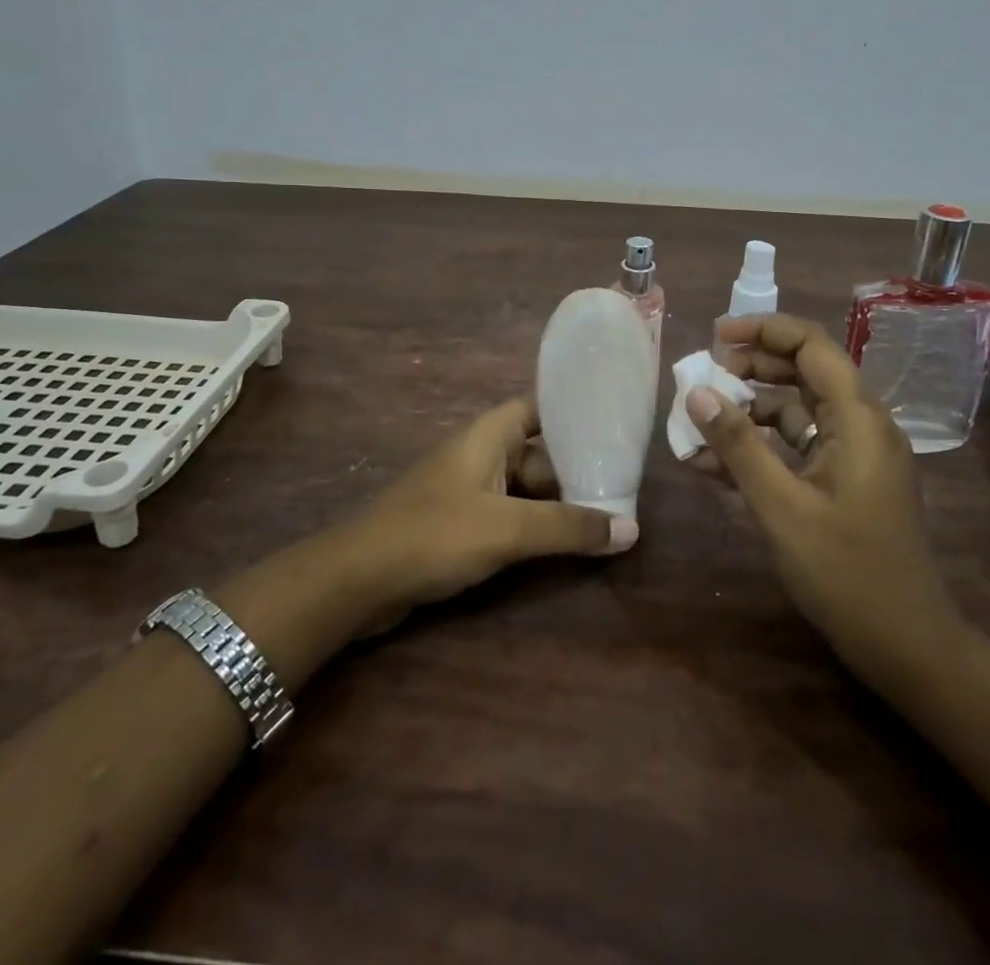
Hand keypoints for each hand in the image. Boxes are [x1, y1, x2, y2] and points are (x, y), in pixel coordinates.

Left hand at [342, 397, 636, 629]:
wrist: (357, 580)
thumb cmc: (434, 534)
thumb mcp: (507, 528)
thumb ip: (568, 528)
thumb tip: (632, 528)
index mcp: (488, 435)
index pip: (539, 407)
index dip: (573, 413)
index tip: (614, 427)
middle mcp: (480, 454)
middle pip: (538, 453)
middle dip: (575, 470)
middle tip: (624, 487)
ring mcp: (468, 490)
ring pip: (524, 489)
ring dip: (557, 504)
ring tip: (606, 517)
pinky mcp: (459, 524)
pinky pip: (508, 515)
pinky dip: (534, 526)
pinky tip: (563, 545)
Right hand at [685, 313, 961, 681]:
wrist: (906, 647)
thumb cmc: (846, 573)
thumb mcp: (781, 506)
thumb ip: (738, 445)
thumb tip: (696, 391)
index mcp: (858, 419)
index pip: (811, 345)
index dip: (762, 330)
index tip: (715, 336)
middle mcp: (861, 425)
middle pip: (803, 372)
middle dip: (750, 369)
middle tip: (702, 379)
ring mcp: (855, 454)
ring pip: (796, 410)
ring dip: (748, 412)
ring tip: (698, 424)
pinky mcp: (845, 480)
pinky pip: (798, 446)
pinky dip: (761, 447)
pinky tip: (714, 465)